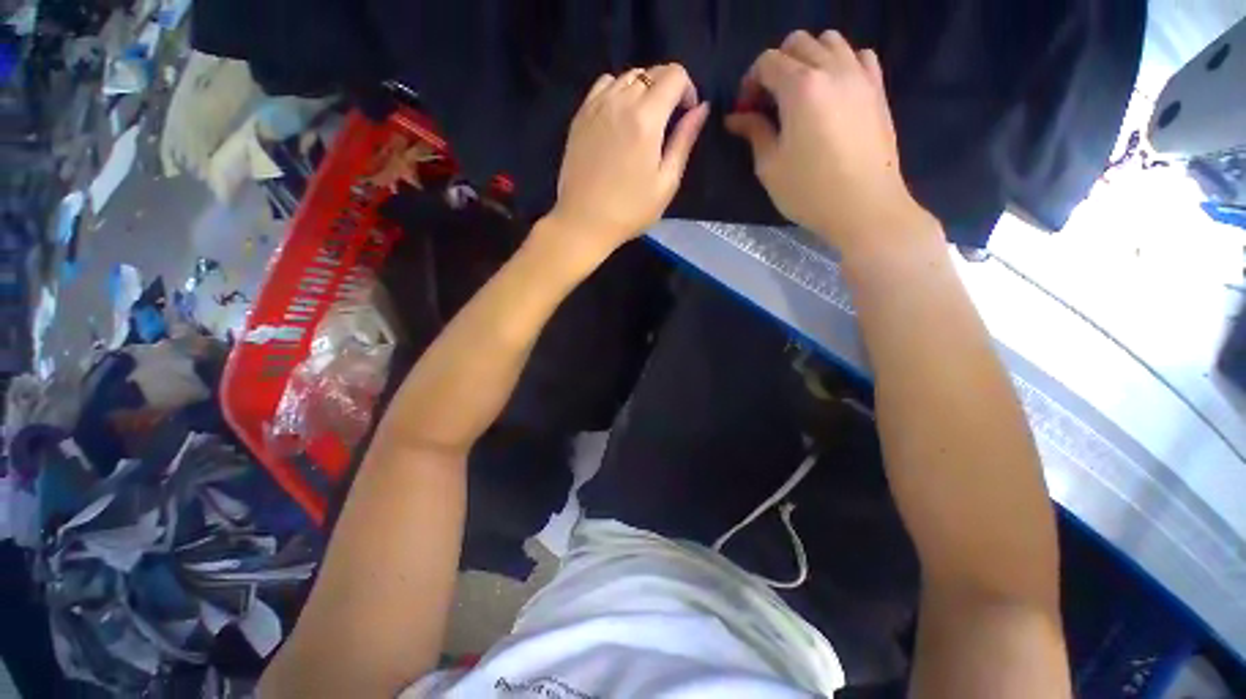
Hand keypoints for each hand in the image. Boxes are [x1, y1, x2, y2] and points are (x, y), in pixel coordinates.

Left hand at [549, 64, 709, 252]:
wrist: (584, 221)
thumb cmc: (630, 210)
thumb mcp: (666, 182)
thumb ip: (684, 141)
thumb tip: (701, 109)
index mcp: (646, 119)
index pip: (674, 75)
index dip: (688, 89)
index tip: (686, 115)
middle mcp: (620, 102)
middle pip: (650, 72)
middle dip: (667, 88)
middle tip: (667, 121)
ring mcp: (596, 106)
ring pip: (627, 76)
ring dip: (642, 90)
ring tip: (643, 120)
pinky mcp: (580, 116)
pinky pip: (603, 86)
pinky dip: (617, 91)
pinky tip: (619, 117)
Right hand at [726, 31, 936, 254]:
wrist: (864, 206)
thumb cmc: (809, 191)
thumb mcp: (770, 166)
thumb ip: (754, 132)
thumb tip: (736, 117)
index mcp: (801, 87)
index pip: (767, 61)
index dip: (749, 81)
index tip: (746, 109)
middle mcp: (832, 69)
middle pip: (798, 42)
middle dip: (776, 65)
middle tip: (769, 100)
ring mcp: (859, 75)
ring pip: (830, 41)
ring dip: (808, 58)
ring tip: (800, 92)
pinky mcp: (877, 88)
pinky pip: (858, 55)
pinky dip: (840, 62)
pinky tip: (832, 90)